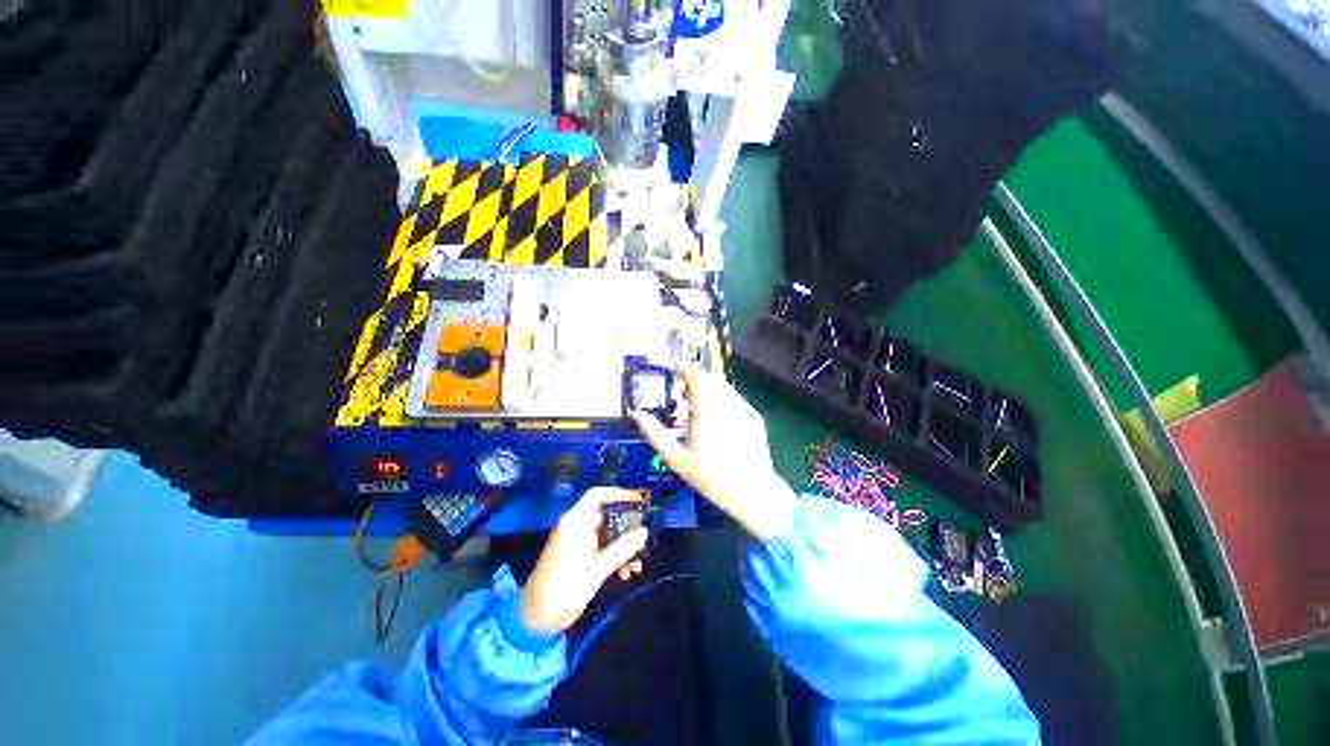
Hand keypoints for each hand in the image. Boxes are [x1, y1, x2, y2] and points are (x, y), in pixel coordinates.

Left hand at [518, 487, 649, 633]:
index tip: (639, 501)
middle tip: (645, 535)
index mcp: (576, 522)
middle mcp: (578, 527)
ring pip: (608, 534)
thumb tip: (644, 531)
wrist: (538, 618)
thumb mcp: (597, 569)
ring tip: (638, 564)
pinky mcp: (581, 557)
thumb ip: (622, 548)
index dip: (619, 494)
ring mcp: (579, 542)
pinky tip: (626, 574)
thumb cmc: (565, 587)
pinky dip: (616, 557)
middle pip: (607, 515)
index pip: (598, 495)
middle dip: (627, 526)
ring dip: (624, 546)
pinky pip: (604, 549)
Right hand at [632, 368, 797, 540]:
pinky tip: (720, 421)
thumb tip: (636, 414)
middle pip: (711, 377)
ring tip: (702, 407)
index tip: (676, 376)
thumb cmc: (710, 477)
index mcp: (705, 410)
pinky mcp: (754, 416)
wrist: (751, 491)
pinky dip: (725, 401)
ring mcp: (743, 408)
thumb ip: (655, 434)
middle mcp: (726, 404)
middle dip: (697, 379)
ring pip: (724, 387)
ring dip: (711, 389)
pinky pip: (736, 399)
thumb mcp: (676, 459)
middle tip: (685, 392)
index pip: (696, 376)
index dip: (685, 371)